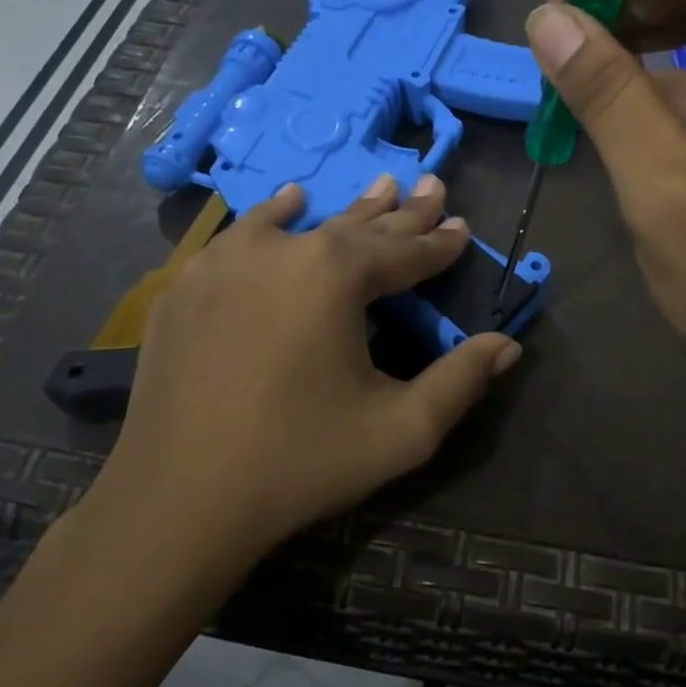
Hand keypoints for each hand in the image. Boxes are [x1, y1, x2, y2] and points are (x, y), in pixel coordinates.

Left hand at [80, 177, 520, 566]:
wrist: (177, 501)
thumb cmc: (300, 461)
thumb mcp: (401, 431)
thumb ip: (461, 382)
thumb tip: (507, 345)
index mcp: (336, 275)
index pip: (405, 252)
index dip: (439, 242)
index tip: (462, 226)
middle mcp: (283, 250)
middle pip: (357, 227)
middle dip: (401, 212)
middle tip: (429, 185)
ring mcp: (226, 262)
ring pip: (302, 223)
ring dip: (344, 210)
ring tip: (377, 185)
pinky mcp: (188, 285)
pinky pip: (243, 236)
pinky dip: (273, 219)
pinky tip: (287, 204)